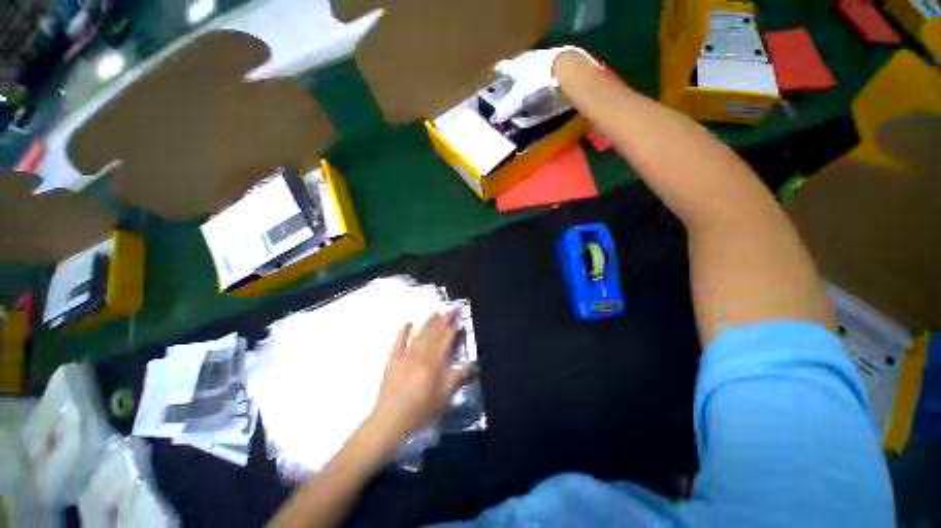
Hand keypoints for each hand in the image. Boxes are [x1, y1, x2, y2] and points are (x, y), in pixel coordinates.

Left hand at [369, 313, 471, 443]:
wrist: (390, 421)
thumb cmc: (420, 411)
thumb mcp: (443, 398)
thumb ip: (457, 379)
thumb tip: (472, 366)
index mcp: (433, 363)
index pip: (445, 341)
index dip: (451, 329)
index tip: (457, 318)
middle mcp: (420, 355)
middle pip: (432, 334)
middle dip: (441, 321)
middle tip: (448, 310)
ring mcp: (405, 356)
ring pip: (419, 335)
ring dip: (427, 323)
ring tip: (435, 313)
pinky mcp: (393, 360)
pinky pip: (399, 342)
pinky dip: (403, 331)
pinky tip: (408, 323)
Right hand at [491, 46, 598, 122]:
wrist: (564, 69)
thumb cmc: (535, 84)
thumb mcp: (518, 99)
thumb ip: (506, 108)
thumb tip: (493, 119)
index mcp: (514, 66)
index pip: (502, 68)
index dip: (499, 72)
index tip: (497, 76)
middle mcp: (526, 57)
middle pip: (517, 63)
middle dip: (514, 71)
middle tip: (513, 80)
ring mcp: (542, 55)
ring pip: (531, 62)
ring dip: (529, 70)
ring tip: (529, 80)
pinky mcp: (557, 57)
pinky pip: (545, 65)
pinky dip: (543, 71)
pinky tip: (545, 78)